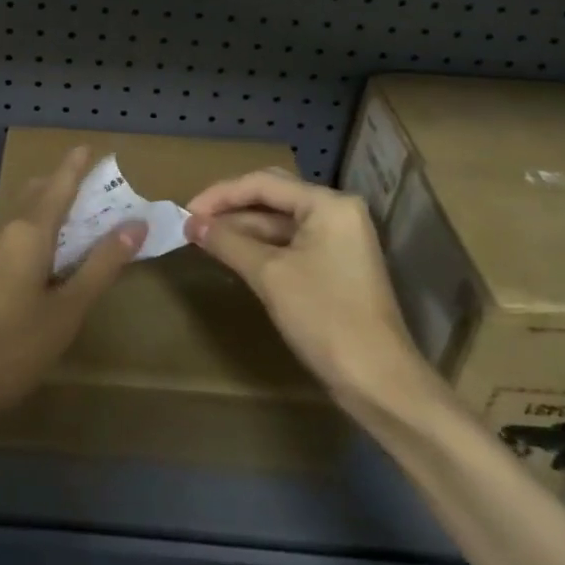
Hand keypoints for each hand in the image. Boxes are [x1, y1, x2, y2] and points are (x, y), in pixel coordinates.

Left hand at [0, 146, 145, 442]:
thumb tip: (135, 224)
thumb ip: (101, 266)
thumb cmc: (9, 348)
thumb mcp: (66, 311)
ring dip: (47, 207)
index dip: (76, 165)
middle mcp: (3, 229)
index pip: (59, 184)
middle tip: (95, 189)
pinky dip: (32, 230)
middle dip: (64, 184)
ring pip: (20, 213)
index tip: (91, 147)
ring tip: (76, 219)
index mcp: (28, 231)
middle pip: (37, 193)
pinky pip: (9, 234)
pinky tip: (41, 256)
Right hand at [185, 169, 434, 412]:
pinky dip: (261, 247)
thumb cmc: (324, 317)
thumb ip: (227, 242)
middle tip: (193, 222)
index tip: (186, 212)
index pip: (263, 184)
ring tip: (204, 239)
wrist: (378, 380)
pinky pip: (291, 244)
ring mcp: (339, 240)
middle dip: (231, 208)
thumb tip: (191, 223)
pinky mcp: (336, 266)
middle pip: (273, 197)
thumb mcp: (269, 275)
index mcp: (328, 204)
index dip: (220, 194)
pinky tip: (233, 256)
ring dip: (243, 229)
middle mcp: (337, 212)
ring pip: (280, 222)